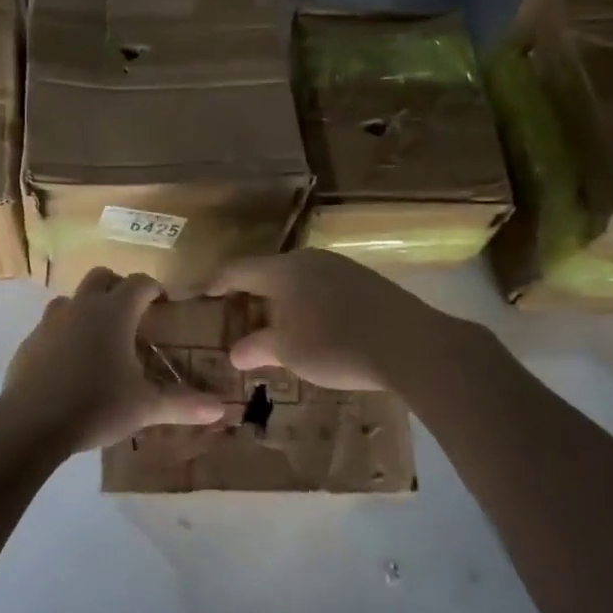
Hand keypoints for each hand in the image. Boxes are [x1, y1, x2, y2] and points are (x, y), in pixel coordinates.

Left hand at [0, 268, 228, 456]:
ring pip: (73, 299)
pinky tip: (71, 363)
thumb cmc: (96, 405)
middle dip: (119, 287)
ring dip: (89, 308)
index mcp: (114, 312)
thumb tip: (221, 408)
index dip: (155, 289)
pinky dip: (66, 333)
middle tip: (133, 314)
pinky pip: (52, 326)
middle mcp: (82, 306)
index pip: (140, 282)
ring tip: (101, 338)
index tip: (164, 303)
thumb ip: (182, 404)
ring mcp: (51, 322)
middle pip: (102, 276)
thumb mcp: (144, 407)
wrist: (30, 424)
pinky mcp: (29, 342)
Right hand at [205, 249, 437, 390]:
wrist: (412, 345)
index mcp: (284, 270)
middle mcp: (310, 259)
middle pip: (268, 270)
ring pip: (298, 278)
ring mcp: (341, 267)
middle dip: (249, 292)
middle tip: (235, 313)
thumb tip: (235, 353)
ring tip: (272, 322)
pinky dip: (306, 302)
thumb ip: (259, 348)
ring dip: (280, 298)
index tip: (200, 295)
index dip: (216, 282)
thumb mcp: (291, 352)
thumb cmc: (337, 345)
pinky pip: (322, 286)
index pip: (238, 269)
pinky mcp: (366, 281)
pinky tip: (313, 325)